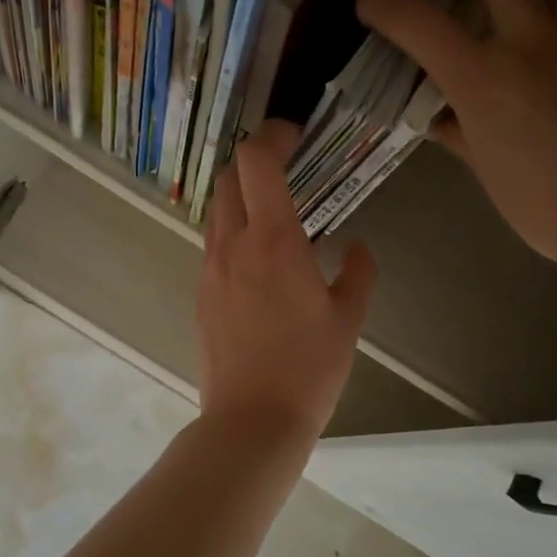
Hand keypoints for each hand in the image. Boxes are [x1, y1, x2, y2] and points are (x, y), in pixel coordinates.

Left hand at [199, 120, 375, 446]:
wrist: (250, 420)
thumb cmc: (308, 369)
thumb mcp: (348, 320)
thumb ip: (356, 273)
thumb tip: (354, 248)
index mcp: (272, 240)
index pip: (257, 162)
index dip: (273, 136)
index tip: (295, 137)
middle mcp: (232, 244)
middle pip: (228, 178)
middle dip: (254, 162)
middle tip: (288, 170)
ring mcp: (210, 269)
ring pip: (217, 211)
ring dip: (242, 198)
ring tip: (276, 216)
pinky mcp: (200, 294)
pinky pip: (214, 245)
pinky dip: (235, 233)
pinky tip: (262, 262)